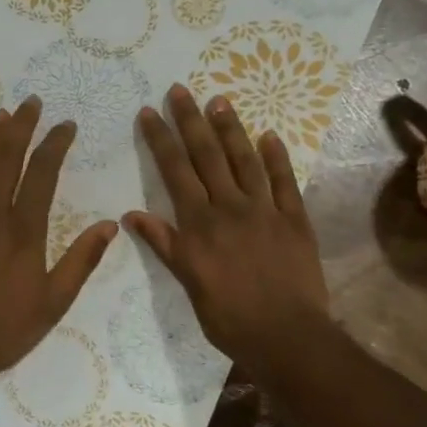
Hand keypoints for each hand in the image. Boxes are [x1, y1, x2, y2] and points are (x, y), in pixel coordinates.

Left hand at [0, 96, 116, 397]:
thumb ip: (81, 261)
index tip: (66, 125)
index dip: (55, 144)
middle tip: (31, 102)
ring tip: (2, 115)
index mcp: (23, 231)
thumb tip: (110, 225)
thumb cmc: (4, 330)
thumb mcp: (54, 303)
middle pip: (7, 158)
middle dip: (21, 127)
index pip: (43, 173)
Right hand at [126, 85, 330, 366]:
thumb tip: (131, 215)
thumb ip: (165, 244)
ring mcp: (265, 210)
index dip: (162, 139)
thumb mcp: (188, 283)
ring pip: (245, 160)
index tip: (150, 112)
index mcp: (200, 224)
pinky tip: (269, 136)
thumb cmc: (229, 316)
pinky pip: (284, 182)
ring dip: (231, 129)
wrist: (286, 336)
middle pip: (208, 155)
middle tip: (180, 90)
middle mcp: (230, 207)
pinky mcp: (295, 219)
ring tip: (219, 101)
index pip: (176, 171)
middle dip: (191, 121)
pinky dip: (276, 158)